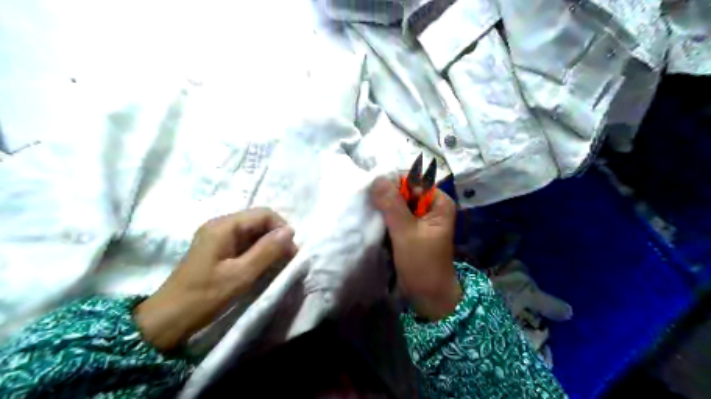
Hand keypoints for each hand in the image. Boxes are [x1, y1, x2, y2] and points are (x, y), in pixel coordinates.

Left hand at [134, 208, 297, 350]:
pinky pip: (244, 243)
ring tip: (276, 265)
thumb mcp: (241, 274)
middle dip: (276, 237)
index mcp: (224, 226)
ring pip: (253, 233)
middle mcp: (221, 226)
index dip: (281, 229)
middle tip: (286, 260)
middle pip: (258, 221)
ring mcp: (218, 237)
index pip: (263, 214)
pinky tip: (262, 266)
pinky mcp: (217, 249)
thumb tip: (290, 231)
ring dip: (268, 246)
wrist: (168, 319)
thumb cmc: (205, 296)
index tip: (291, 251)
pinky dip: (257, 252)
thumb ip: (267, 250)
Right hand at [369, 177, 463, 320]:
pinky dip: (384, 217)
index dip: (391, 183)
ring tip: (366, 211)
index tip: (370, 191)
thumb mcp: (406, 233)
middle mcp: (430, 205)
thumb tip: (376, 178)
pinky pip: (395, 215)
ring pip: (397, 203)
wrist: (428, 297)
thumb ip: (392, 205)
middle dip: (385, 196)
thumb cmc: (422, 265)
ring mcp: (420, 217)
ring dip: (382, 207)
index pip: (412, 180)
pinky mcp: (410, 228)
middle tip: (366, 203)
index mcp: (438, 201)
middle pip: (404, 191)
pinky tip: (372, 220)